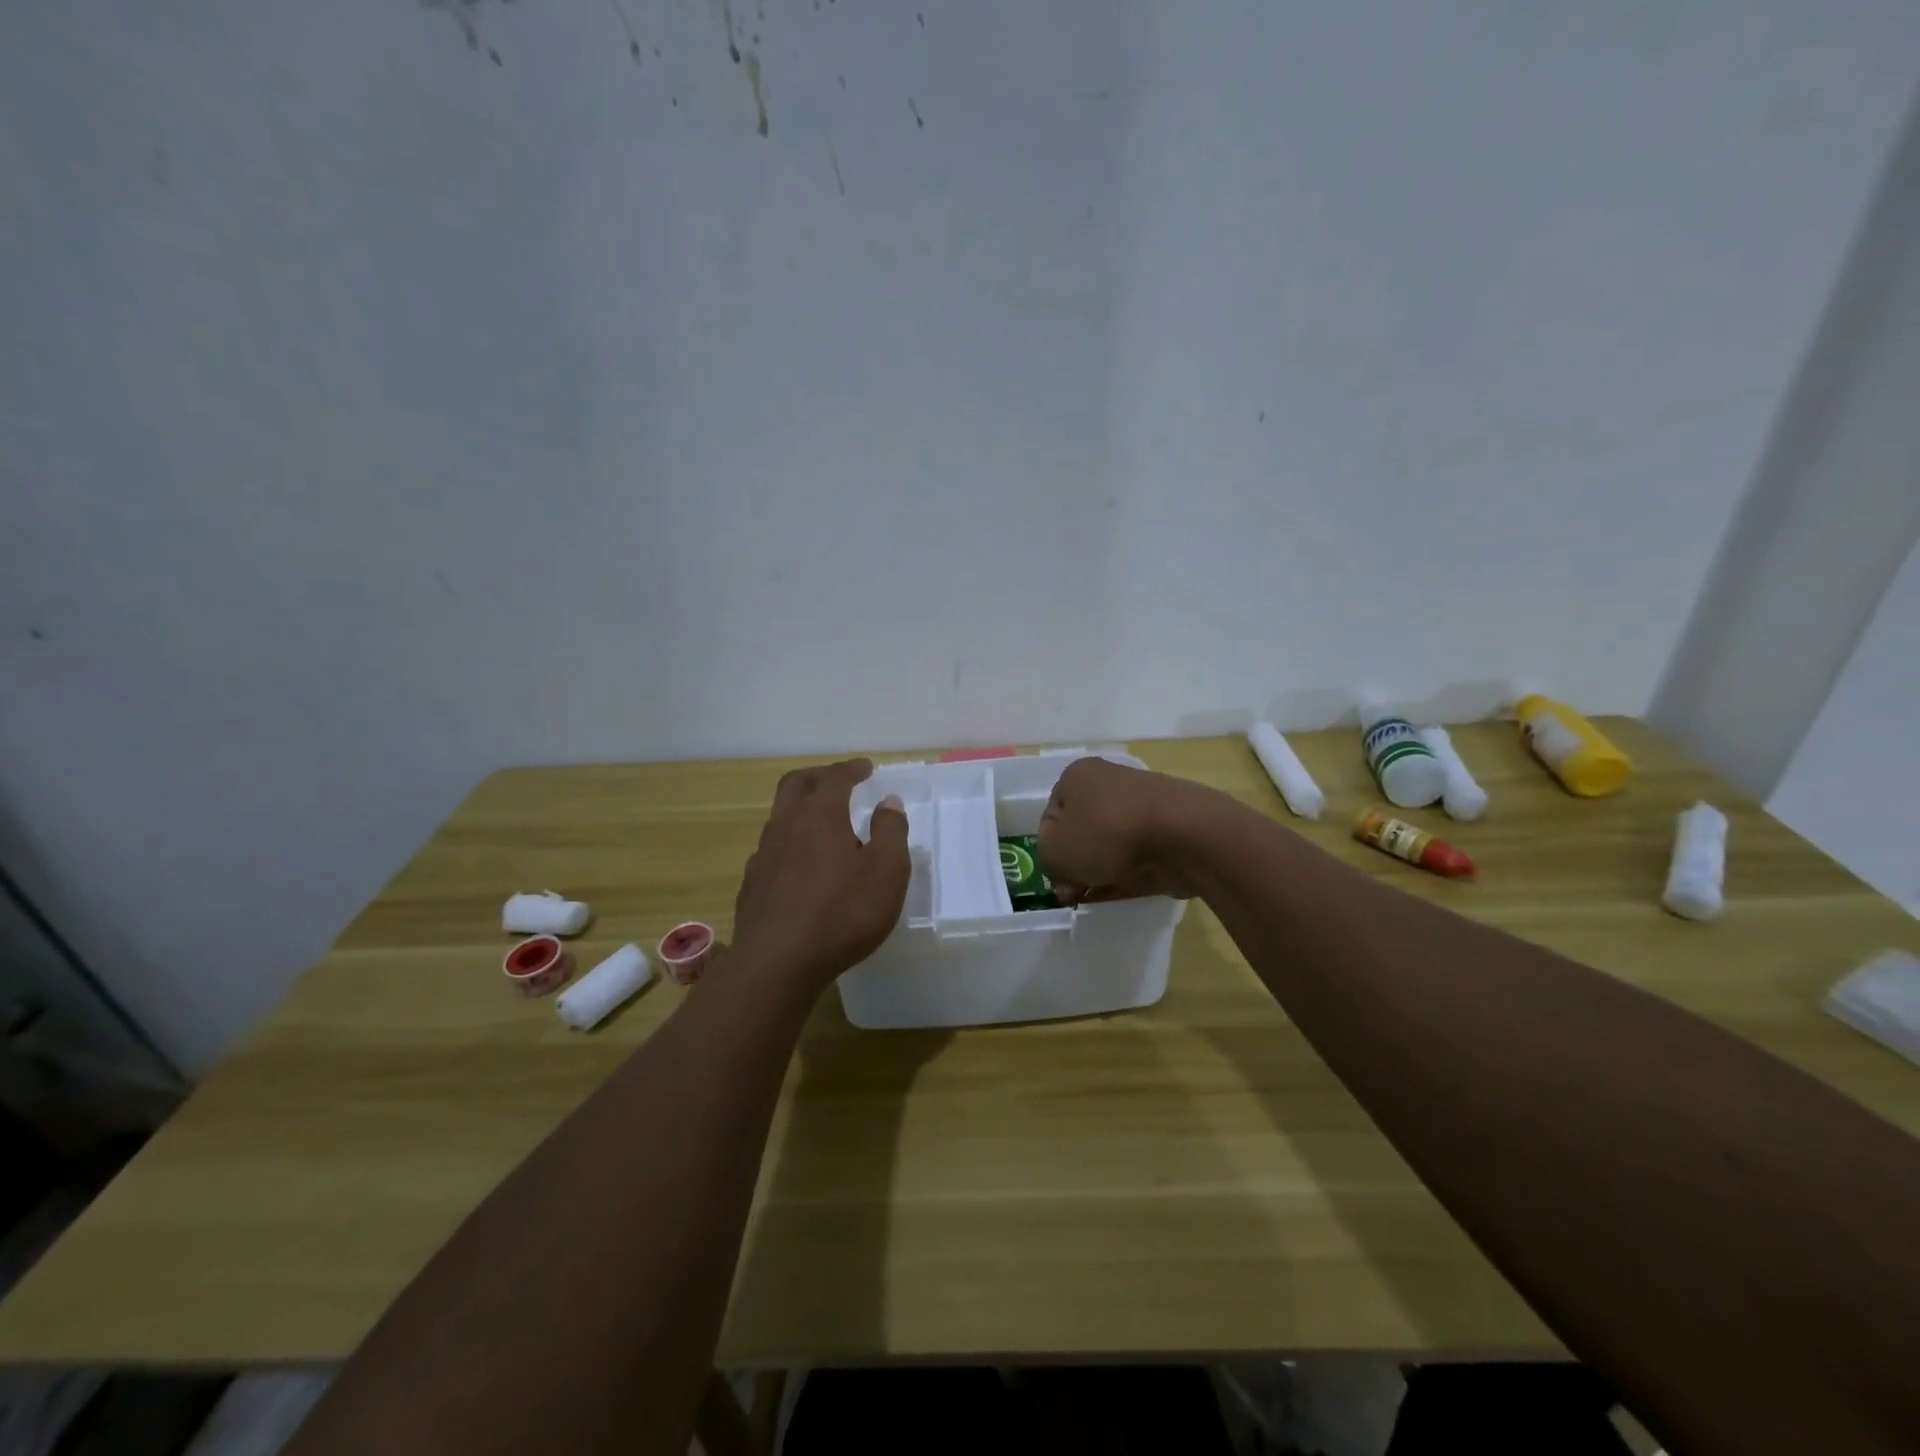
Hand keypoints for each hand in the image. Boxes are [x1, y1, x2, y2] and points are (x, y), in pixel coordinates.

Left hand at [730, 758, 909, 992]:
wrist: (777, 964)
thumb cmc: (842, 914)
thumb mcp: (886, 872)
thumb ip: (891, 831)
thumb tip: (888, 802)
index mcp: (820, 815)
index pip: (835, 777)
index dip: (852, 769)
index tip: (866, 768)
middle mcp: (786, 825)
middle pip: (796, 784)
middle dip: (819, 776)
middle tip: (839, 780)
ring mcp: (763, 855)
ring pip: (780, 816)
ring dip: (802, 809)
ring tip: (824, 824)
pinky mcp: (752, 884)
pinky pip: (772, 849)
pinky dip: (791, 843)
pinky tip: (802, 865)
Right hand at [1037, 757, 1207, 904]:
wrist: (1183, 836)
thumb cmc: (1107, 834)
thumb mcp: (1055, 853)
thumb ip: (1048, 862)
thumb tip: (1064, 873)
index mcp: (1077, 776)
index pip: (1051, 816)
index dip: (1049, 851)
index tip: (1057, 878)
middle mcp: (1108, 783)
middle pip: (1081, 830)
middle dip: (1075, 864)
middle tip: (1074, 893)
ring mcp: (1141, 807)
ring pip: (1109, 845)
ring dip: (1099, 871)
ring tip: (1095, 897)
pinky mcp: (1167, 832)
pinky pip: (1137, 857)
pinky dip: (1126, 875)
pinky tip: (1118, 895)